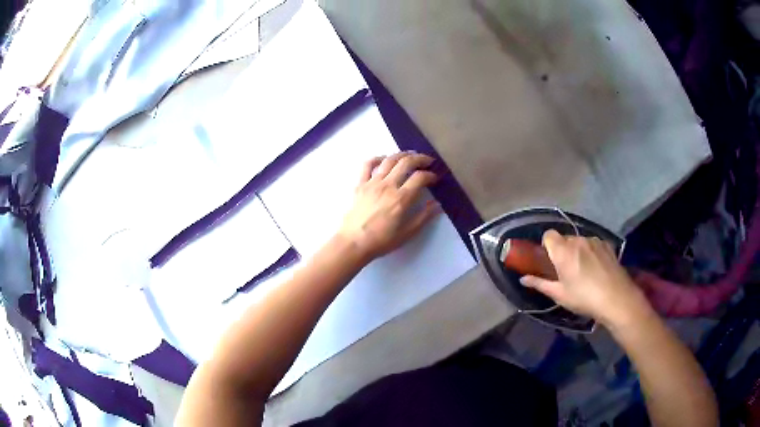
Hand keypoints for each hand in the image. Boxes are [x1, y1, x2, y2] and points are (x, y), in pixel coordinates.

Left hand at [338, 152, 440, 261]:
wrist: (353, 243)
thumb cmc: (381, 241)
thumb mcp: (407, 233)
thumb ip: (423, 217)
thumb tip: (437, 204)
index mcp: (401, 198)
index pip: (420, 178)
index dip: (431, 175)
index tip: (435, 178)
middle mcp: (388, 185)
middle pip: (406, 163)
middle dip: (420, 159)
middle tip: (428, 161)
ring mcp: (372, 183)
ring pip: (389, 160)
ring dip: (402, 154)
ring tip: (410, 155)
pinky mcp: (360, 184)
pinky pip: (367, 165)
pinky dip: (377, 158)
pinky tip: (384, 159)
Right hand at [520, 230, 648, 327]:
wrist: (616, 298)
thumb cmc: (584, 298)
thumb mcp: (559, 295)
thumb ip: (540, 283)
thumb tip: (523, 278)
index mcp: (563, 251)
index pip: (548, 235)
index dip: (546, 245)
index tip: (549, 261)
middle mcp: (578, 240)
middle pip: (564, 238)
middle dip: (562, 250)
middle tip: (565, 270)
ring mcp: (594, 240)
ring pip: (579, 241)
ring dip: (577, 251)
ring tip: (583, 271)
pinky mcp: (606, 244)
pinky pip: (592, 244)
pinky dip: (590, 252)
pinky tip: (596, 268)